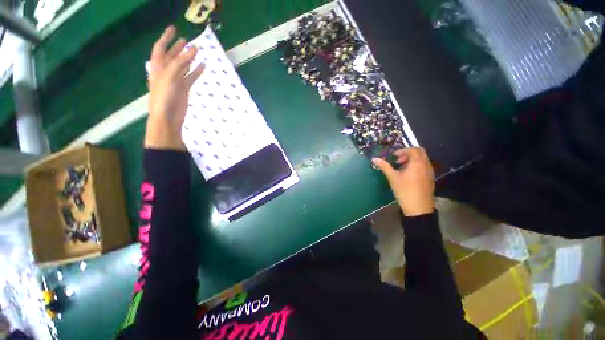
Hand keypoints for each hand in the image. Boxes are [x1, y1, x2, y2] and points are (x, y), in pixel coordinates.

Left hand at [145, 25, 204, 149]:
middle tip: (186, 40)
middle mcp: (166, 72)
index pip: (160, 48)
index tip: (173, 28)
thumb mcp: (168, 77)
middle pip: (172, 56)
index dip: (166, 37)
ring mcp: (176, 81)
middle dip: (178, 47)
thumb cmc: (163, 97)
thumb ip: (179, 63)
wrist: (168, 117)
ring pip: (183, 66)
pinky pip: (191, 77)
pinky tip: (203, 66)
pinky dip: (196, 71)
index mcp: (158, 67)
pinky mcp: (184, 89)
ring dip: (189, 58)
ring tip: (196, 51)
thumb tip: (192, 51)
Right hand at [373, 148, 434, 216]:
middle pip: (419, 152)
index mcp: (417, 163)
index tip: (394, 156)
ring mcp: (430, 172)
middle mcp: (426, 165)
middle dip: (408, 153)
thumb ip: (384, 166)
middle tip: (398, 160)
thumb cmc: (404, 190)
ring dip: (412, 159)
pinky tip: (408, 175)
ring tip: (401, 168)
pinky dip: (416, 165)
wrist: (418, 208)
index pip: (413, 149)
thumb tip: (374, 159)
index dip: (402, 150)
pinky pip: (424, 166)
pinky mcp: (430, 178)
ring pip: (422, 159)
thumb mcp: (392, 177)